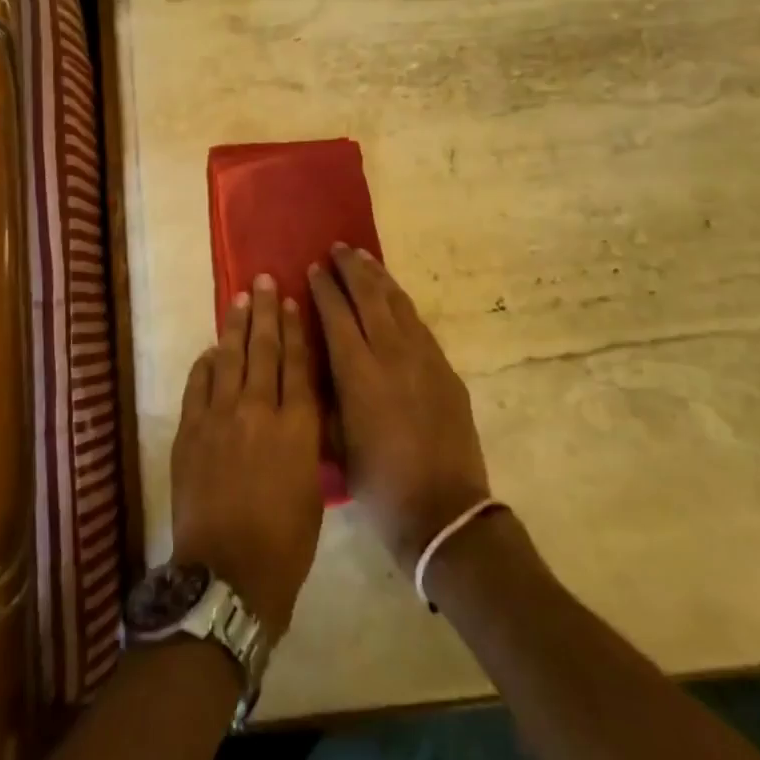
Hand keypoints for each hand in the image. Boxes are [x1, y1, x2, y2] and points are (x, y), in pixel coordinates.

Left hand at [170, 274, 324, 640]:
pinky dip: (207, 364)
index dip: (296, 330)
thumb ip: (305, 439)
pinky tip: (213, 350)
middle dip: (267, 313)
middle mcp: (260, 411)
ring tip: (242, 299)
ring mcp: (221, 418)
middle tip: (265, 281)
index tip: (294, 302)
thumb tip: (296, 407)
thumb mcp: (313, 488)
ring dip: (236, 326)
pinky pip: (199, 385)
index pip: (298, 364)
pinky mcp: (191, 431)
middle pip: (265, 350)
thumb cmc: (285, 543)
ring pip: (231, 359)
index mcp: (298, 427)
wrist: (228, 575)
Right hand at [309, 246, 490, 568]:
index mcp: (358, 372)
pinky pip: (418, 324)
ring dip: (379, 277)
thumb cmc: (378, 484)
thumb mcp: (336, 441)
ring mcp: (424, 358)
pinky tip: (394, 298)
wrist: (444, 511)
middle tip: (338, 247)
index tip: (314, 267)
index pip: (337, 314)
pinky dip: (401, 303)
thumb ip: (325, 394)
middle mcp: (391, 354)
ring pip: (398, 304)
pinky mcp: (445, 369)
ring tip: (365, 258)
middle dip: (352, 268)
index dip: (325, 288)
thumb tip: (317, 361)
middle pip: (370, 297)